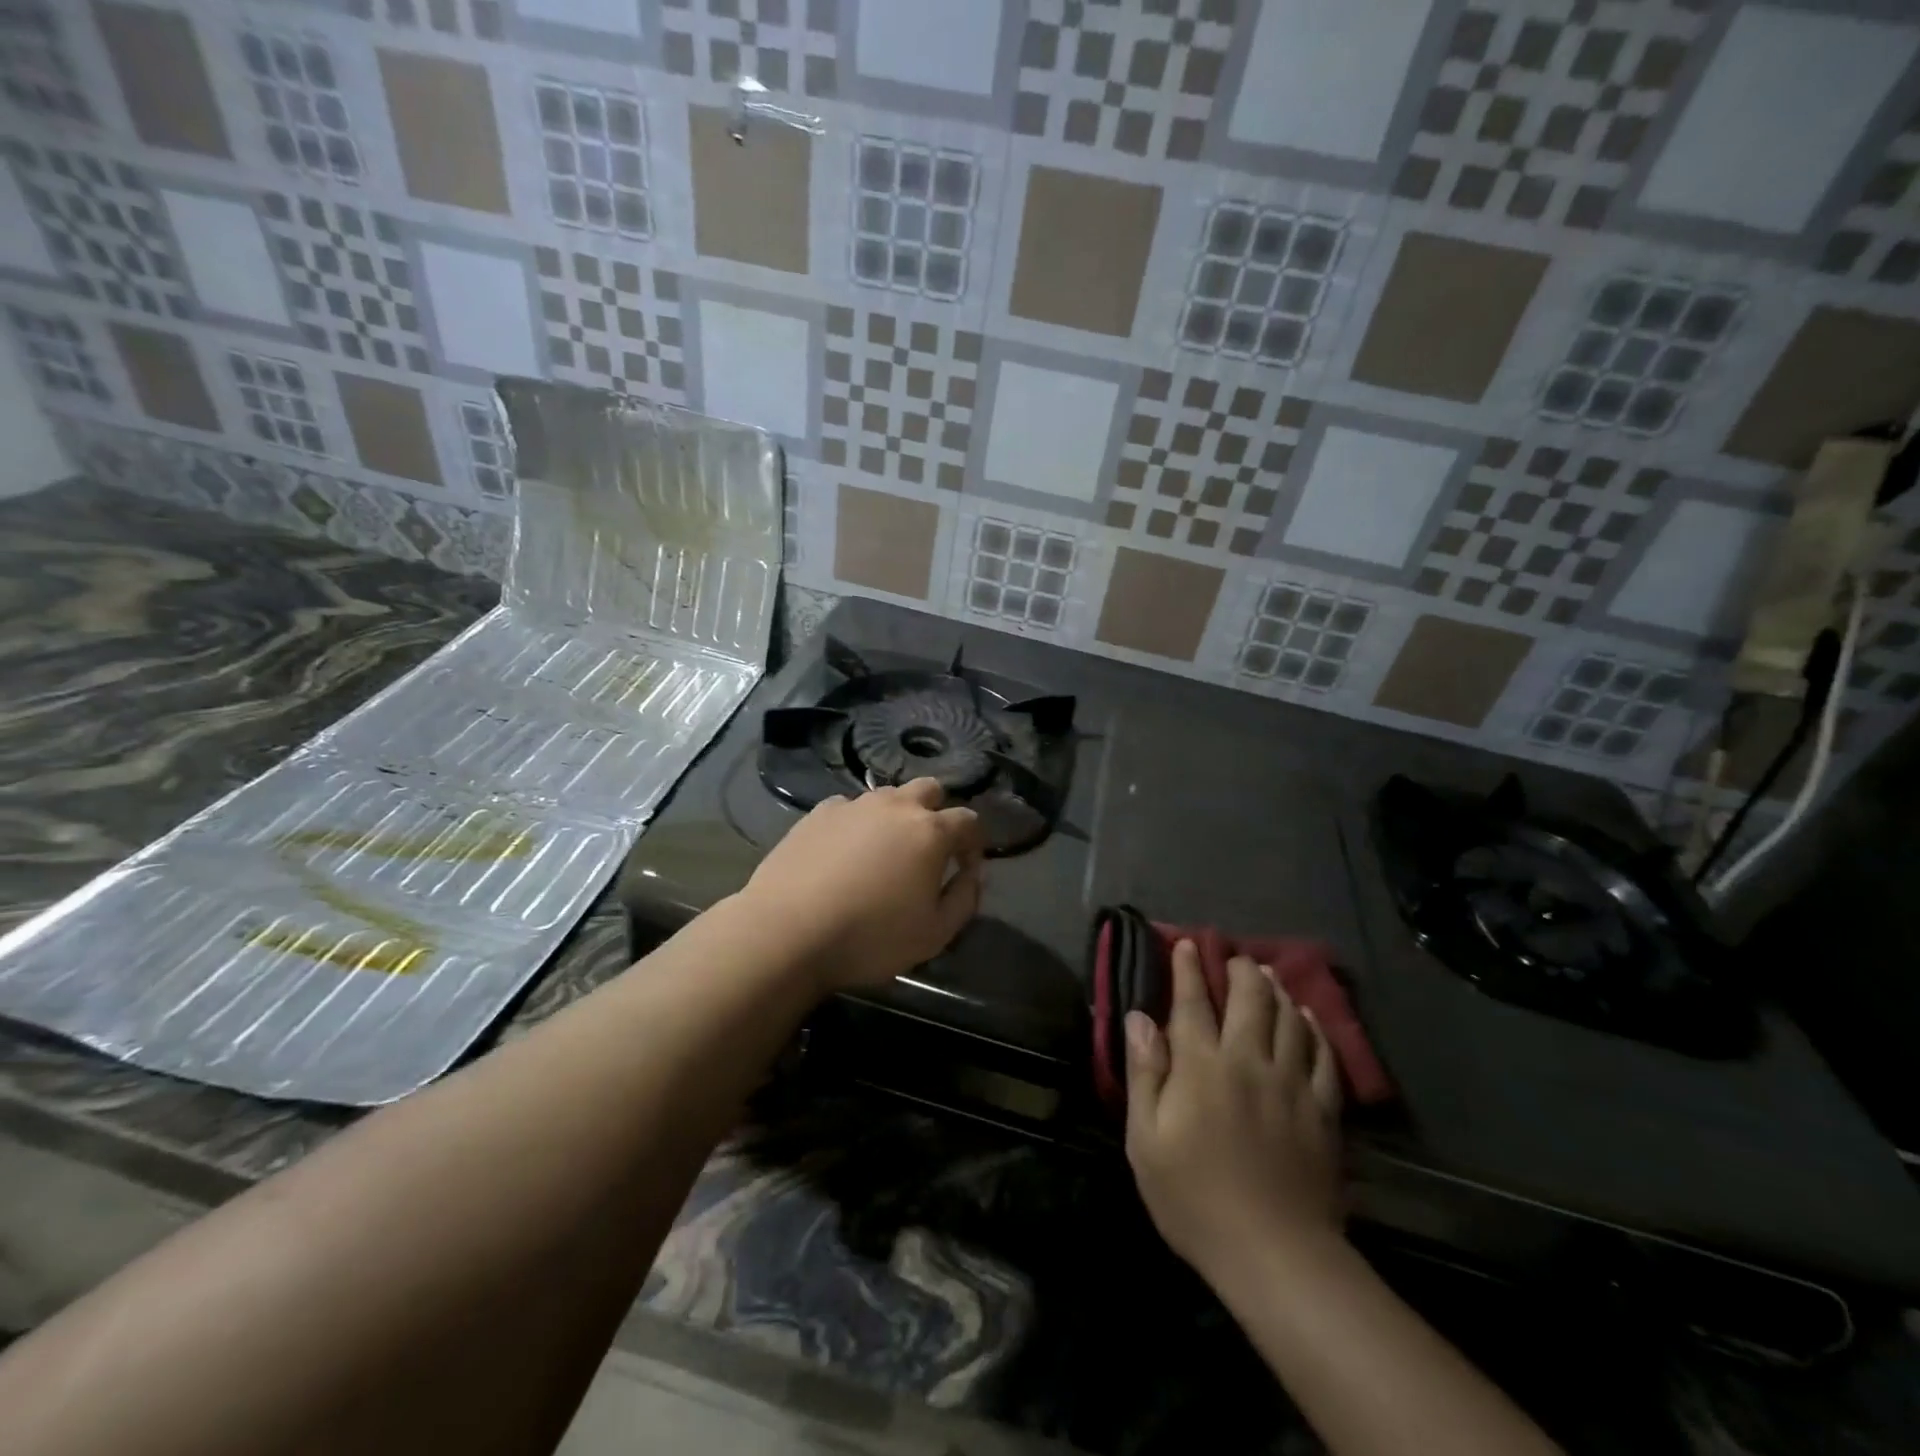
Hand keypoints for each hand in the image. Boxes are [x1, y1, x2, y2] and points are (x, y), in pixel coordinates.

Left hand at [737, 778, 984, 991]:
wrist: (787, 931)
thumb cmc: (870, 937)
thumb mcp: (935, 933)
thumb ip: (965, 898)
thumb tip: (972, 874)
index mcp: (930, 832)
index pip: (969, 820)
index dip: (974, 843)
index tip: (964, 868)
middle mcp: (895, 806)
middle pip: (930, 790)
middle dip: (937, 813)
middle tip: (926, 851)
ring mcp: (853, 805)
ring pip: (888, 796)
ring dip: (896, 816)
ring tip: (883, 853)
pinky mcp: (818, 813)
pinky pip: (849, 808)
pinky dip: (857, 824)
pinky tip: (844, 854)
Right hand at [1124, 941, 1343, 1283]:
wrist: (1275, 1255)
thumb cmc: (1195, 1198)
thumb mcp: (1146, 1140)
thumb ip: (1144, 1073)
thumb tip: (1139, 1018)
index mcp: (1201, 1066)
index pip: (1192, 1002)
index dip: (1188, 969)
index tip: (1186, 944)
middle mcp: (1248, 1060)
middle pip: (1249, 998)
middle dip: (1239, 970)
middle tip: (1233, 957)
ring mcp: (1292, 1083)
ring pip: (1289, 1018)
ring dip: (1277, 990)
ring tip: (1268, 976)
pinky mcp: (1323, 1110)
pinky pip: (1323, 1055)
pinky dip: (1314, 1029)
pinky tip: (1307, 1019)